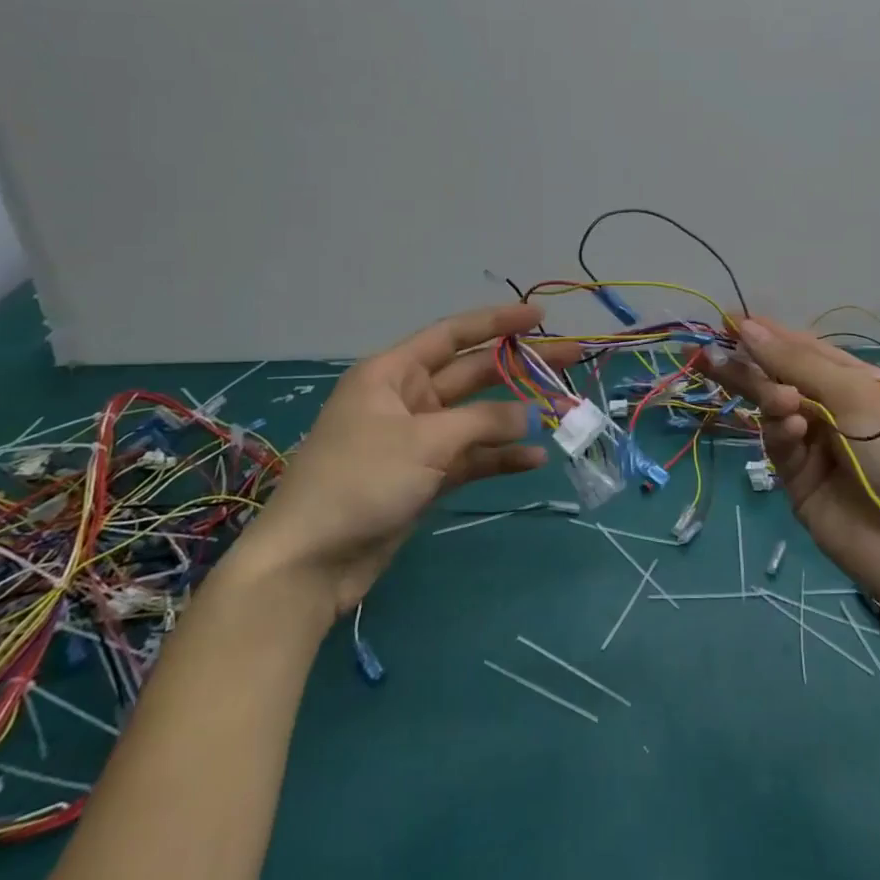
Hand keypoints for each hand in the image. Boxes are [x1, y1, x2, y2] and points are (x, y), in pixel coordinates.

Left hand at [230, 303, 577, 612]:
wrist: (309, 562)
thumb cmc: (360, 480)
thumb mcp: (423, 441)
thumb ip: (481, 422)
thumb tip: (529, 415)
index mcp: (393, 373)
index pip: (453, 334)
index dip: (497, 321)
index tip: (540, 317)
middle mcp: (406, 399)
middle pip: (472, 373)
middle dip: (518, 366)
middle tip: (570, 358)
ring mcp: (416, 440)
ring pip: (476, 417)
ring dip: (515, 416)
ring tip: (563, 408)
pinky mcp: (423, 478)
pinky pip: (470, 457)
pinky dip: (498, 457)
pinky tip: (534, 459)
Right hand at [701, 317, 879, 612]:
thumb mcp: (854, 395)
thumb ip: (796, 362)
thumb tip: (746, 325)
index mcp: (855, 381)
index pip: (803, 348)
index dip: (768, 333)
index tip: (729, 319)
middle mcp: (832, 408)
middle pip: (779, 377)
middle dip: (749, 365)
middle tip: (709, 354)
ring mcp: (814, 444)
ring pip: (773, 410)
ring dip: (770, 400)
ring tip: (780, 402)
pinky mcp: (798, 478)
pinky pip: (779, 445)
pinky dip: (781, 434)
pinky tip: (793, 430)